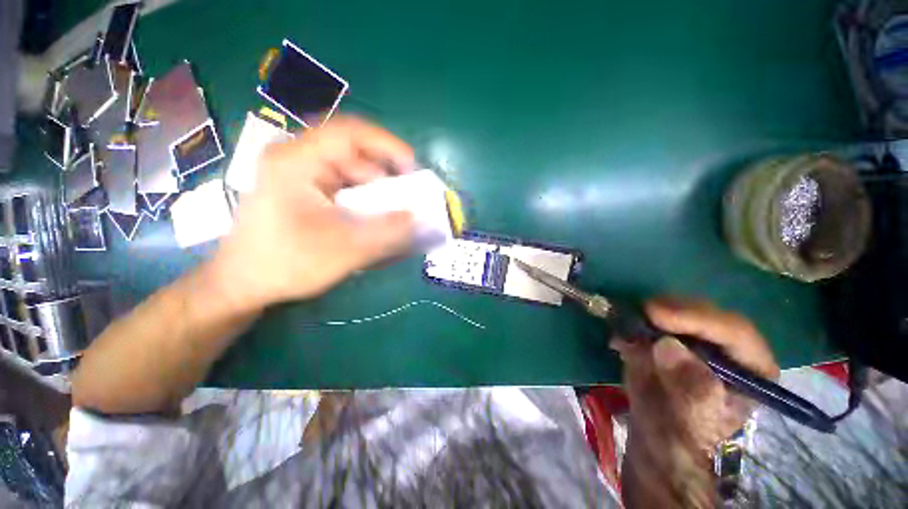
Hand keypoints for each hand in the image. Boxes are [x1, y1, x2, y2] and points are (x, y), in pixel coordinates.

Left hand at [211, 116, 416, 312]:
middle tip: (405, 198)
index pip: (350, 133)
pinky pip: (342, 184)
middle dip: (384, 174)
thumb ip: (386, 233)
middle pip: (352, 152)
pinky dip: (363, 197)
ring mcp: (298, 173)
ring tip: (391, 212)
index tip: (413, 168)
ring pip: (349, 169)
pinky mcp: (303, 189)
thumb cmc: (285, 264)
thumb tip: (417, 217)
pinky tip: (371, 217)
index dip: (388, 145)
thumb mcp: (344, 249)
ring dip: (374, 189)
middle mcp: (296, 158)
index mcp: (297, 161)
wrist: (242, 283)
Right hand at [615, 299, 778, 507]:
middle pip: (708, 314)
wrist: (655, 441)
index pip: (735, 333)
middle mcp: (726, 349)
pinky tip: (621, 335)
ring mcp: (696, 340)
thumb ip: (688, 390)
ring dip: (652, 312)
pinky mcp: (668, 338)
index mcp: (748, 370)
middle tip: (642, 311)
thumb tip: (667, 346)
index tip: (657, 315)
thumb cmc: (681, 439)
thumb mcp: (689, 423)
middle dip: (674, 310)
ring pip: (681, 310)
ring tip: (627, 323)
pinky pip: (653, 320)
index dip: (699, 319)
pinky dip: (635, 322)